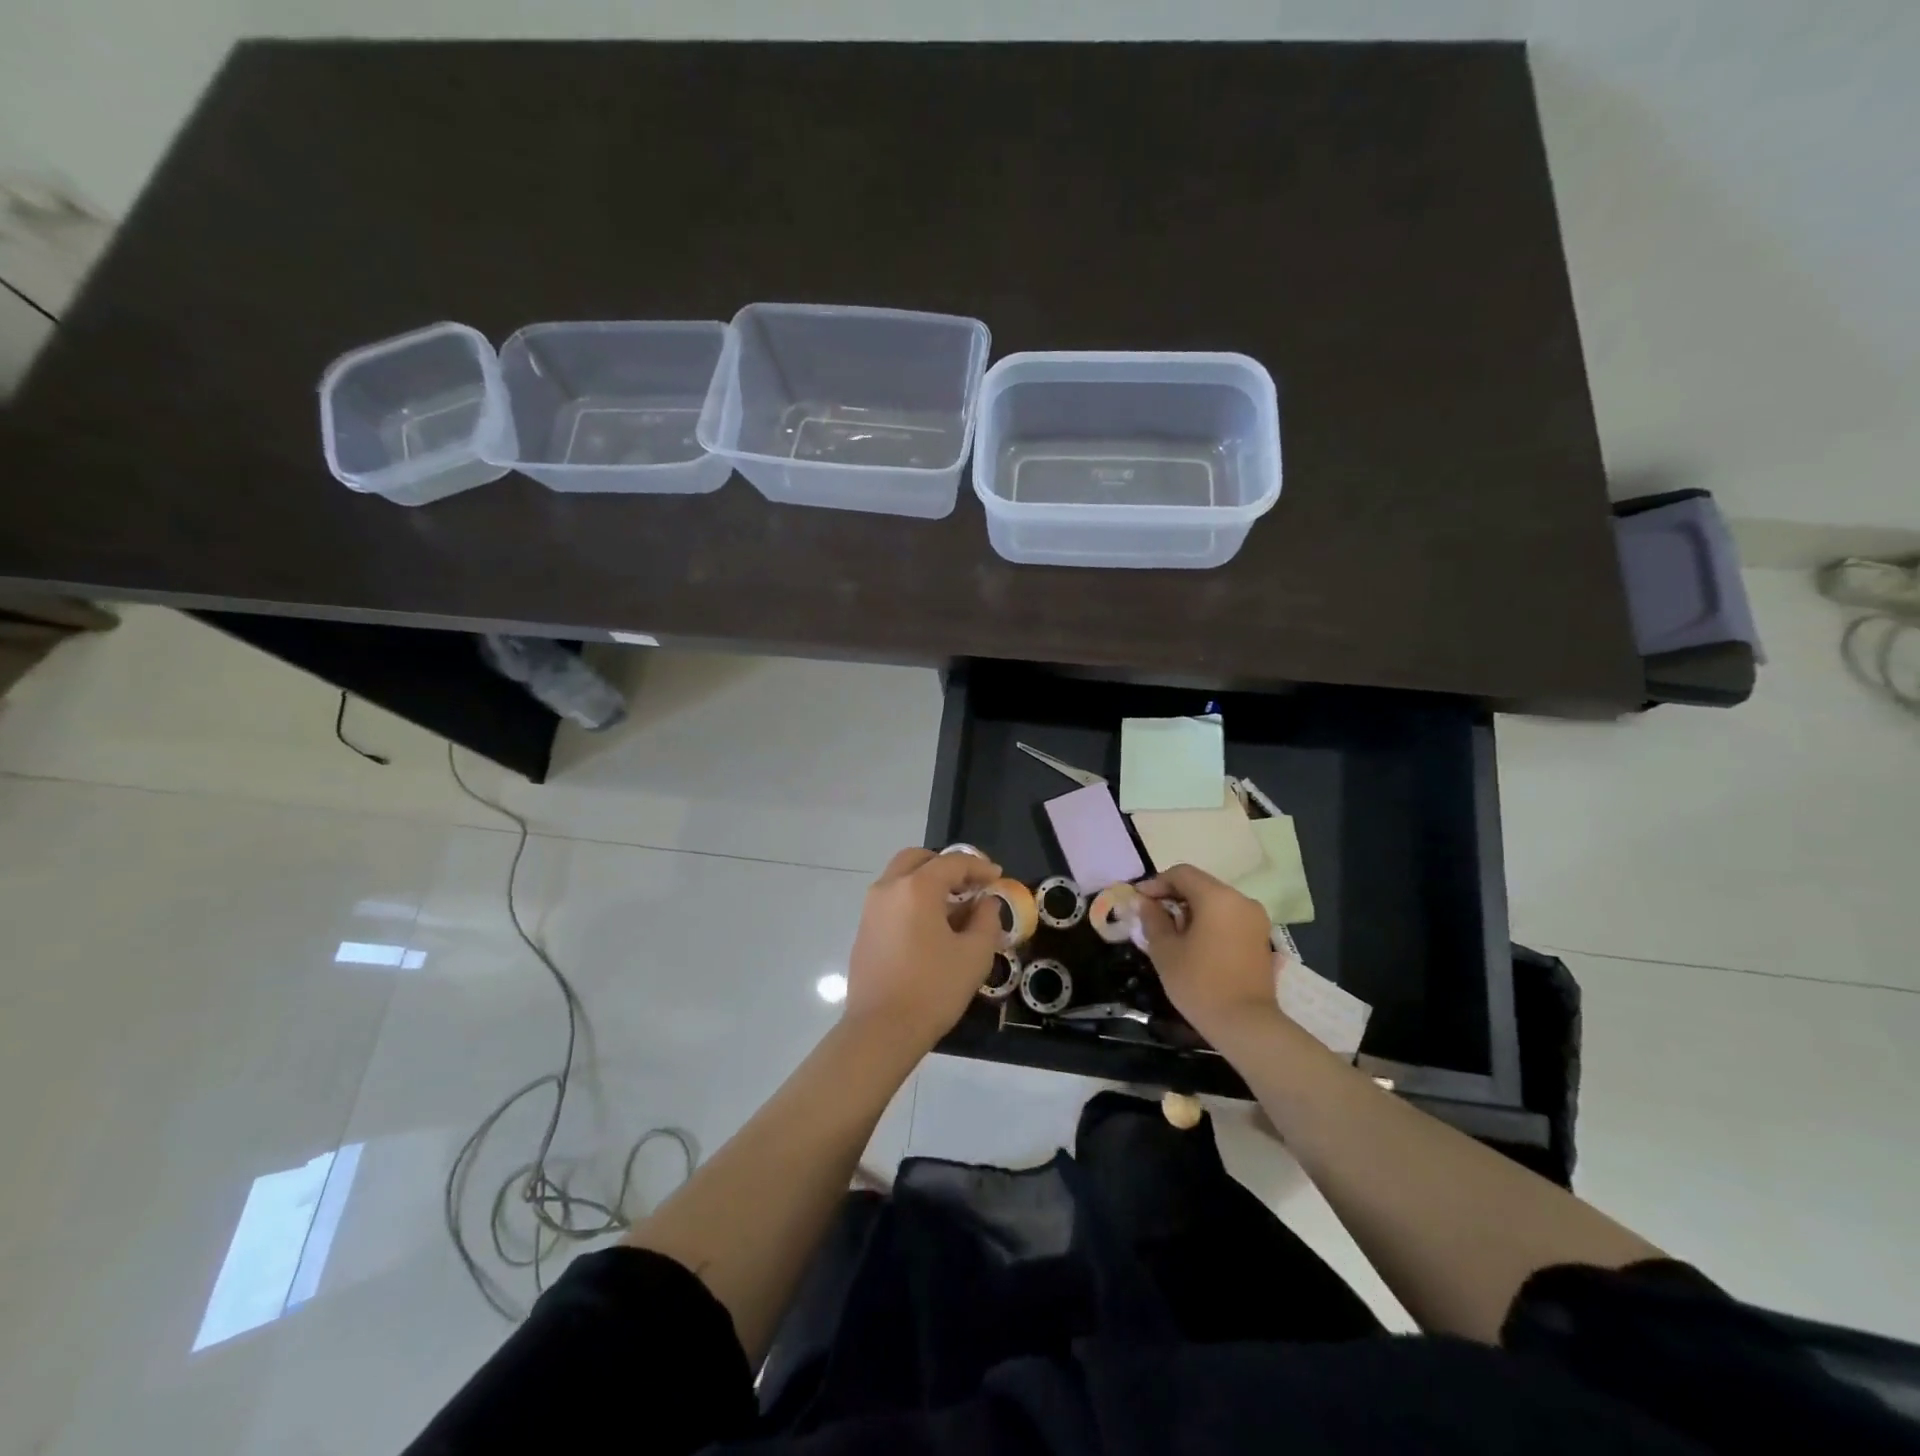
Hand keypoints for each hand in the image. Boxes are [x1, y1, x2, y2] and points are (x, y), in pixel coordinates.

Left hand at [845, 847, 1003, 1053]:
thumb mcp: (974, 954)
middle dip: (947, 866)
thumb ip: (986, 920)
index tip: (998, 877)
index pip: (952, 862)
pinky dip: (912, 900)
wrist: (881, 1030)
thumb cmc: (933, 989)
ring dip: (928, 882)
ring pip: (901, 878)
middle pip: (919, 859)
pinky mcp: (864, 930)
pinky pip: (892, 900)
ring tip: (954, 907)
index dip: (979, 866)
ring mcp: (871, 908)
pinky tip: (931, 927)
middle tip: (970, 884)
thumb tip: (986, 903)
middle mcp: (888, 888)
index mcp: (916, 887)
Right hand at [1136, 863, 1280, 1043]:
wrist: (1246, 1025)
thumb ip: (1153, 919)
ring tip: (1171, 931)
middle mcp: (1241, 900)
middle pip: (1201, 885)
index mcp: (1217, 897)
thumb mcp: (1165, 950)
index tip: (1138, 900)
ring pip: (1216, 901)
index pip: (1182, 874)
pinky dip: (1209, 921)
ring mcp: (1256, 919)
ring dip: (1191, 909)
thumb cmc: (1200, 984)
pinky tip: (1194, 942)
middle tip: (1152, 916)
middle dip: (1173, 896)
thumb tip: (1145, 902)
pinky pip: (1229, 917)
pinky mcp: (1261, 937)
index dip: (1156, 883)